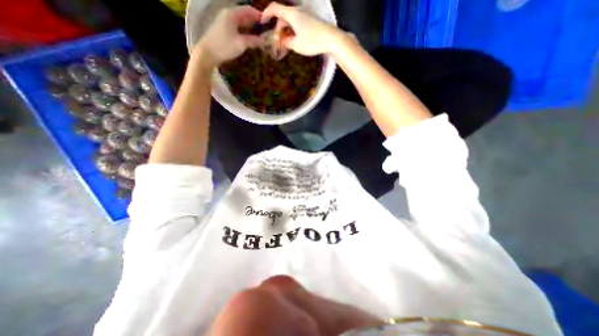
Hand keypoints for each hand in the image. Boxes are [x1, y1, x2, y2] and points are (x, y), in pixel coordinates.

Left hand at [196, 5, 262, 66]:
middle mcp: (228, 15)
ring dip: (250, 25)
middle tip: (265, 27)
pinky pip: (236, 27)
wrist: (208, 53)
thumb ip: (253, 41)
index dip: (258, 14)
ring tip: (259, 32)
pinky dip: (244, 30)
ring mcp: (224, 22)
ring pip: (240, 21)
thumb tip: (264, 41)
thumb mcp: (241, 43)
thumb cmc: (225, 46)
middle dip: (254, 20)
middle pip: (244, 14)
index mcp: (232, 14)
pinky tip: (249, 36)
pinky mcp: (223, 30)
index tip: (267, 20)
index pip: (248, 9)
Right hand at [261, 3, 341, 53]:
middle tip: (278, 44)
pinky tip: (294, 42)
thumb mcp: (296, 45)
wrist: (332, 39)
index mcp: (292, 14)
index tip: (262, 22)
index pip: (275, 8)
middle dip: (278, 30)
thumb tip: (282, 42)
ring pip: (291, 22)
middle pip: (283, 18)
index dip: (266, 14)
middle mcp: (298, 11)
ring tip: (286, 46)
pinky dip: (293, 32)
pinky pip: (298, 24)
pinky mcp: (311, 21)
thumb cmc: (312, 41)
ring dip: (286, 33)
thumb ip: (286, 42)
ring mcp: (305, 16)